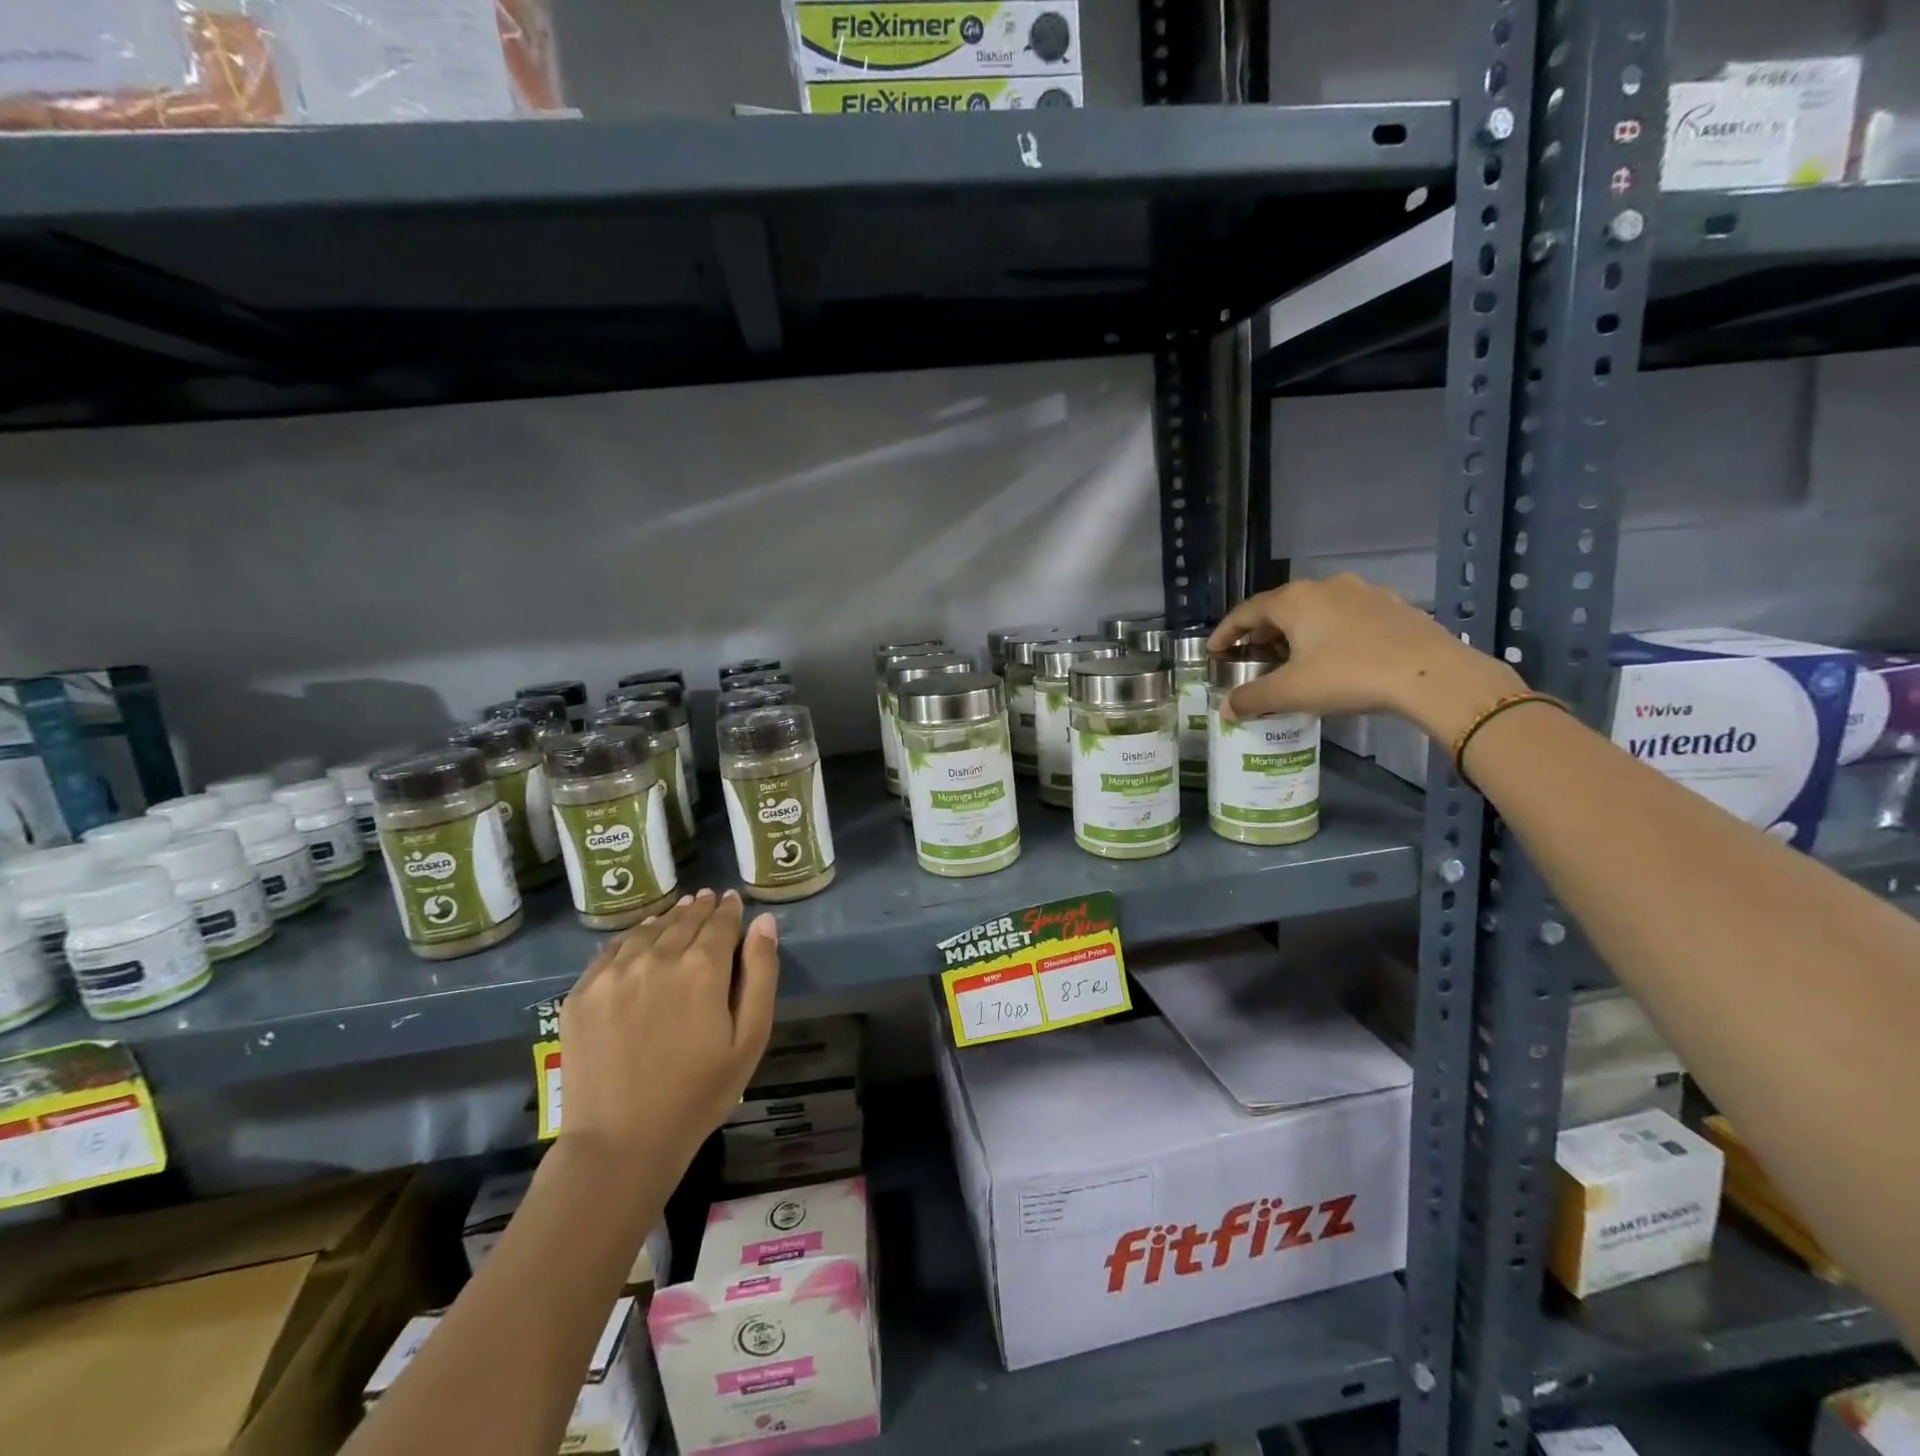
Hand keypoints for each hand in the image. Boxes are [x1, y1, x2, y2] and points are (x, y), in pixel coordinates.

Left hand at [558, 889, 779, 1178]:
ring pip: (649, 930)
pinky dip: (633, 937)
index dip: (730, 909)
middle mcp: (657, 957)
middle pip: (684, 920)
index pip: (721, 921)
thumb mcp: (750, 1039)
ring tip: (679, 913)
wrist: (620, 1143)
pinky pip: (612, 949)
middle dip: (701, 908)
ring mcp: (614, 973)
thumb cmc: (698, 1094)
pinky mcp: (582, 992)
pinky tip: (641, 939)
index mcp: (702, 967)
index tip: (733, 900)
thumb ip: (760, 973)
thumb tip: (764, 921)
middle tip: (709, 899)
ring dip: (668, 918)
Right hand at [1209, 574, 1523, 742]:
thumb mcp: (1292, 692)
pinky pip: (1347, 617)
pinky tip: (1336, 656)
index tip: (1214, 651)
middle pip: (1281, 607)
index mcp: (1294, 600)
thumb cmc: (1350, 675)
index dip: (1225, 632)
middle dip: (1261, 632)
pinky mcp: (1393, 606)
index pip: (1246, 611)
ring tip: (1292, 657)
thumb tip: (1226, 709)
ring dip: (1297, 631)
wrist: (1432, 674)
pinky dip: (1330, 633)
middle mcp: (1325, 587)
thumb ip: (1253, 698)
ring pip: (1316, 610)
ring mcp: (1363, 593)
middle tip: (1252, 657)